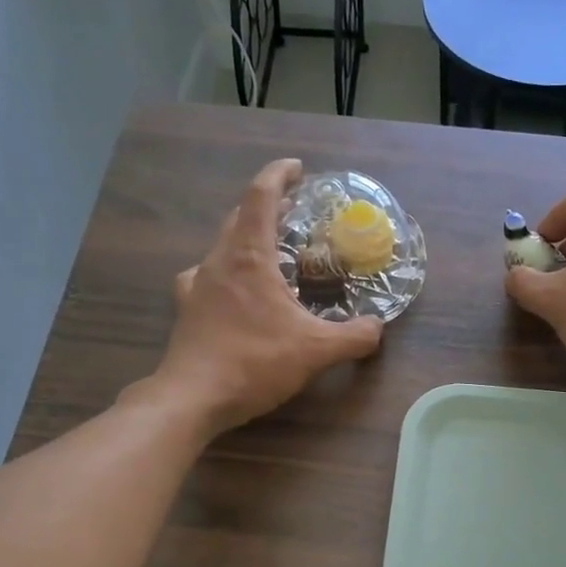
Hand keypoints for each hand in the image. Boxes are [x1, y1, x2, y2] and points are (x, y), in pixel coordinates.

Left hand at [146, 158, 381, 434]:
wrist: (193, 397)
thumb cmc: (254, 362)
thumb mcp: (316, 350)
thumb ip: (354, 337)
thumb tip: (378, 328)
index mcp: (248, 256)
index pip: (260, 196)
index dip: (279, 175)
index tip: (297, 169)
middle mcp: (217, 260)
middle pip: (240, 217)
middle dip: (269, 208)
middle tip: (296, 214)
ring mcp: (196, 284)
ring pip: (224, 247)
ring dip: (249, 240)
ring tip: (273, 254)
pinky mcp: (187, 309)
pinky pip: (211, 277)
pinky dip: (230, 273)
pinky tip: (238, 293)